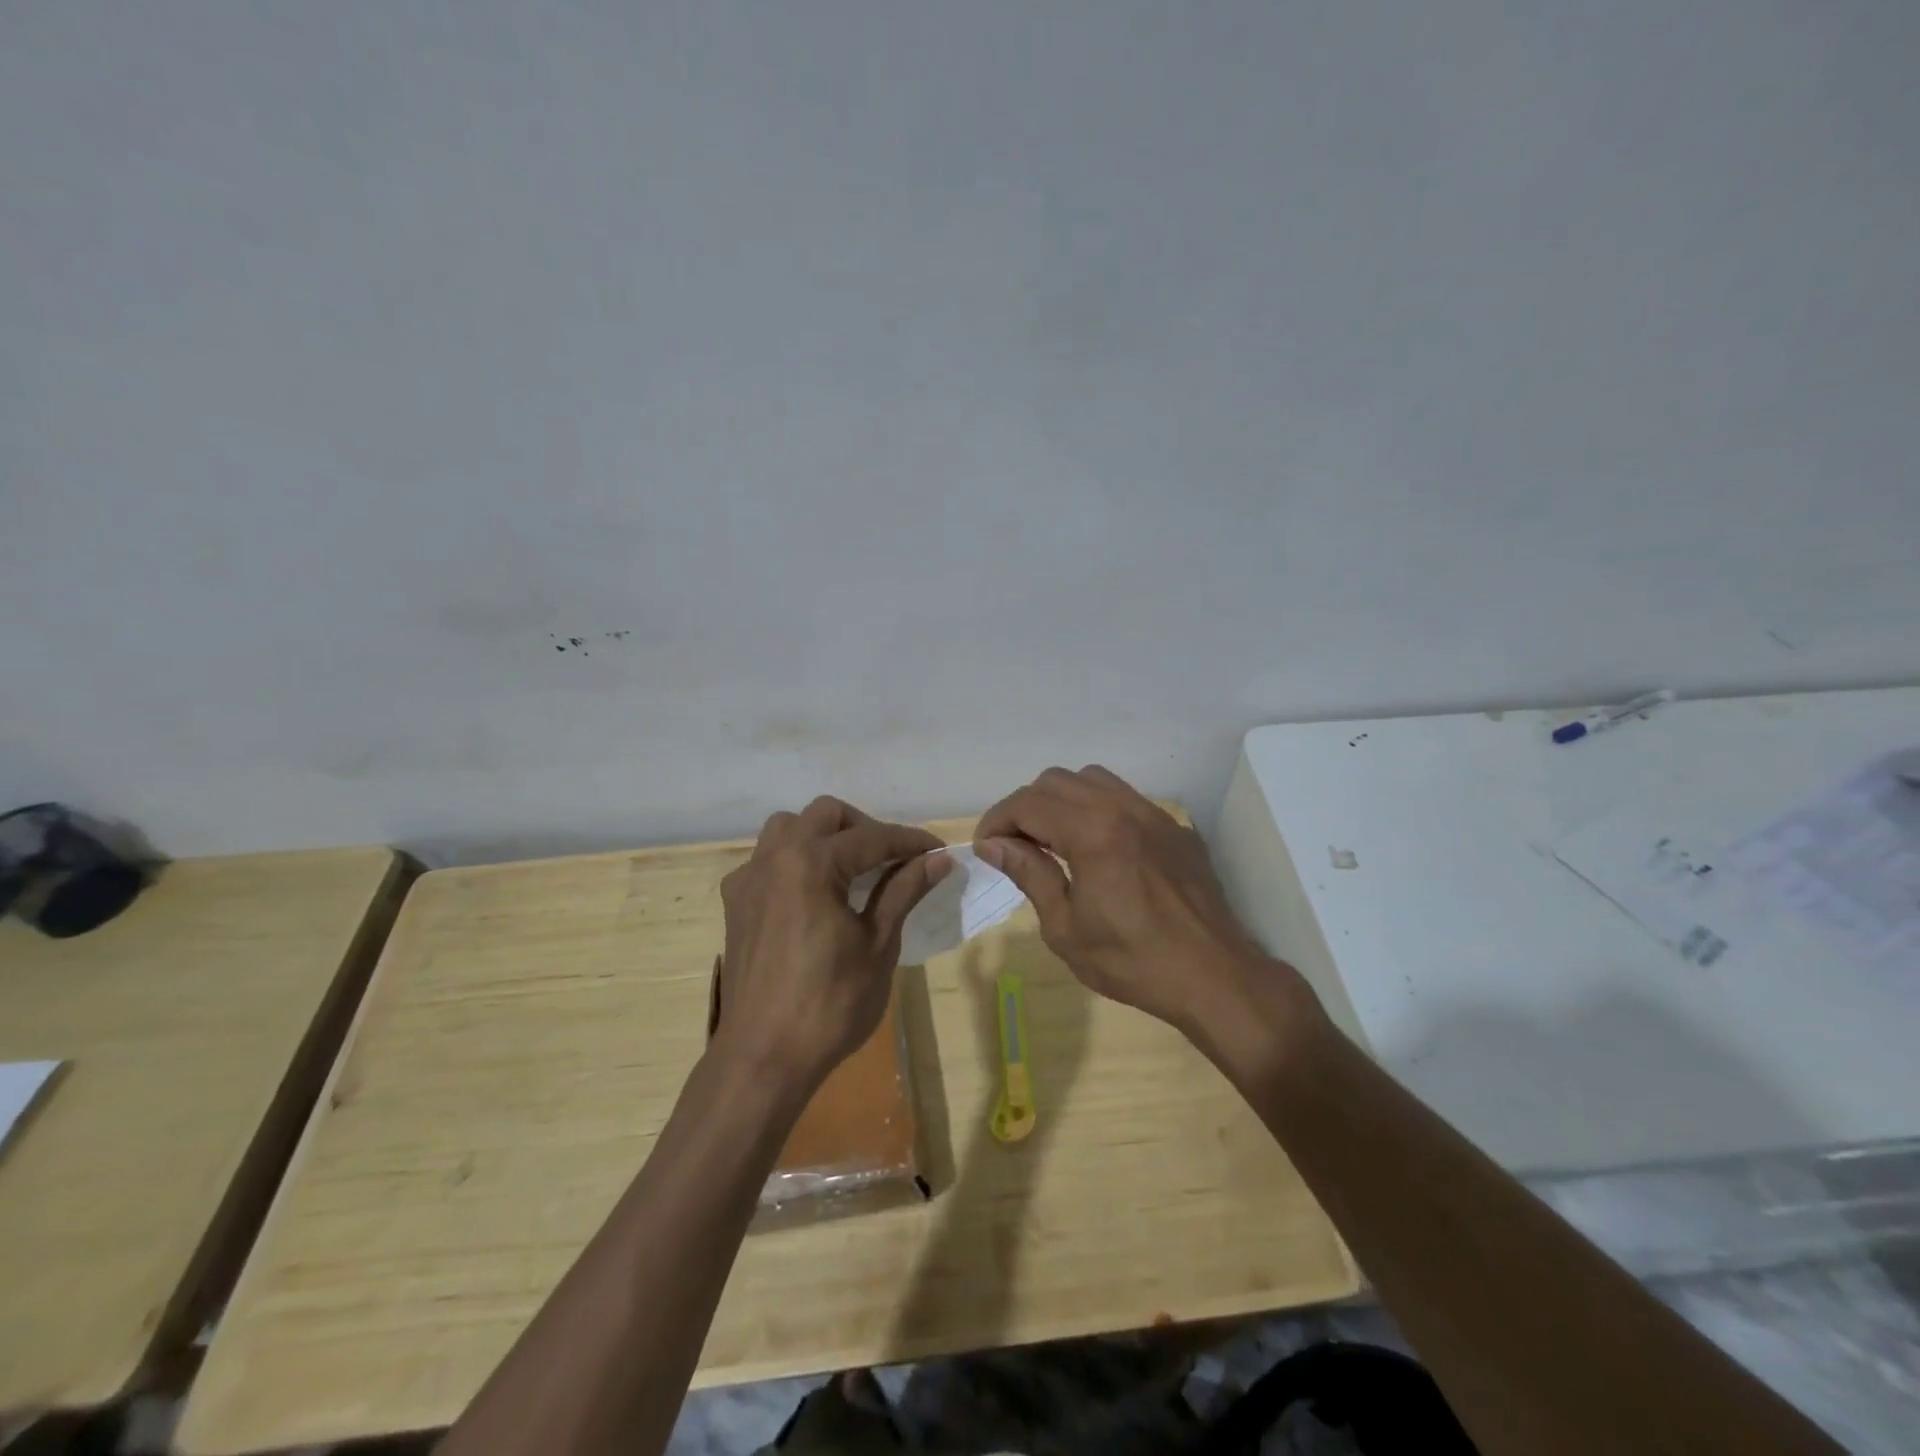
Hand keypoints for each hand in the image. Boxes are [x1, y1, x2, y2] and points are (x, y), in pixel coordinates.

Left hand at [714, 797, 950, 1096]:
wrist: (762, 1058)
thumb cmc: (829, 1004)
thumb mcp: (877, 944)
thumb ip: (903, 891)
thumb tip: (937, 860)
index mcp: (810, 863)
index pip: (871, 837)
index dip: (910, 841)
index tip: (938, 851)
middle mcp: (774, 858)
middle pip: (825, 815)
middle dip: (865, 828)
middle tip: (894, 860)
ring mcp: (749, 879)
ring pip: (788, 828)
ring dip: (823, 835)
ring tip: (851, 868)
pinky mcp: (736, 904)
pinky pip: (767, 860)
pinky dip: (795, 860)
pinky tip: (813, 893)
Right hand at [974, 766, 1311, 1044]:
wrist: (1215, 976)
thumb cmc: (1132, 961)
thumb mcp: (1066, 927)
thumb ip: (1030, 874)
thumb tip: (995, 844)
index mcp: (1092, 831)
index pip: (1028, 803)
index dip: (997, 820)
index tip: (986, 848)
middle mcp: (1122, 808)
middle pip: (1056, 781)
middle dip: (1025, 807)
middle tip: (1015, 846)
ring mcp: (1153, 814)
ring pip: (1092, 780)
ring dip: (1061, 801)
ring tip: (1053, 840)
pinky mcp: (1174, 828)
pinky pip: (1125, 799)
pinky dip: (1097, 809)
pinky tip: (1098, 848)